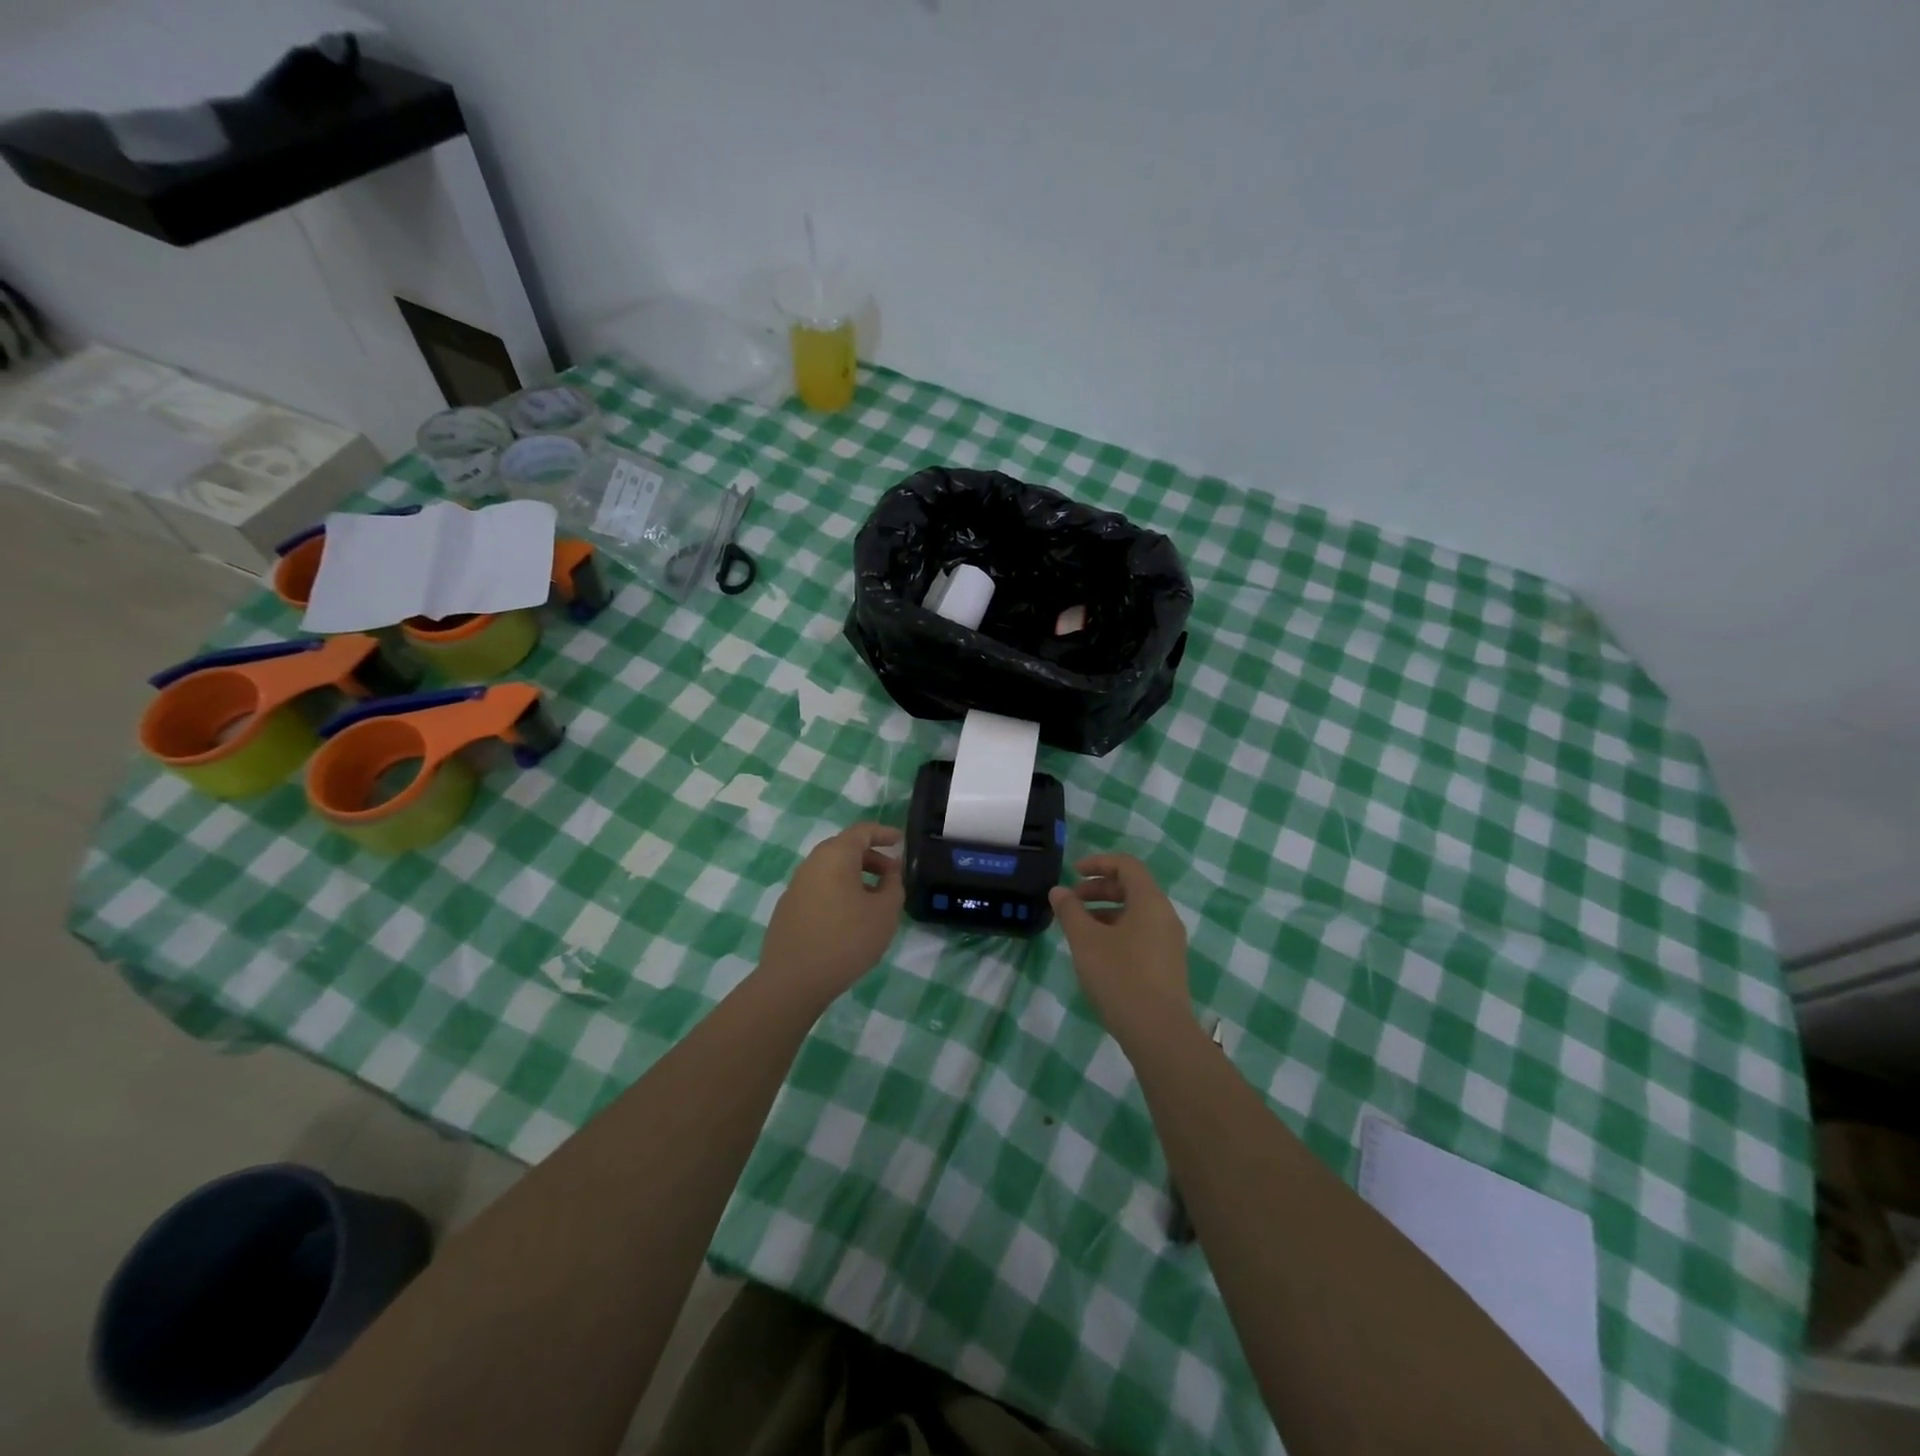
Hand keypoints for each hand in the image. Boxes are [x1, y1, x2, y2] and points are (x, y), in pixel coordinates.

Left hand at [759, 822, 904, 1007]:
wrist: (792, 981)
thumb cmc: (846, 939)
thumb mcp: (884, 912)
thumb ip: (893, 886)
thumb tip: (890, 873)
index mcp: (835, 855)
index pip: (862, 831)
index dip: (884, 833)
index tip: (901, 841)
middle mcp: (812, 863)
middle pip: (845, 849)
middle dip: (871, 858)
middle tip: (892, 877)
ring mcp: (796, 886)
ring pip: (831, 871)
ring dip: (856, 878)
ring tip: (875, 901)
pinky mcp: (788, 909)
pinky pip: (820, 889)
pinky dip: (839, 893)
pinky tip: (849, 920)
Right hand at [1049, 853, 1192, 1036]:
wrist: (1159, 1033)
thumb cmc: (1120, 977)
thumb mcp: (1086, 941)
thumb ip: (1070, 911)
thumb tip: (1058, 891)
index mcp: (1150, 902)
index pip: (1126, 865)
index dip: (1098, 863)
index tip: (1072, 874)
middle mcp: (1165, 916)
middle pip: (1132, 888)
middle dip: (1098, 889)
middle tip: (1071, 903)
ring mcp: (1169, 942)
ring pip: (1136, 913)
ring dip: (1105, 912)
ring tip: (1079, 930)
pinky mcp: (1168, 965)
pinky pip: (1141, 933)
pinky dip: (1117, 931)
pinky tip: (1097, 953)